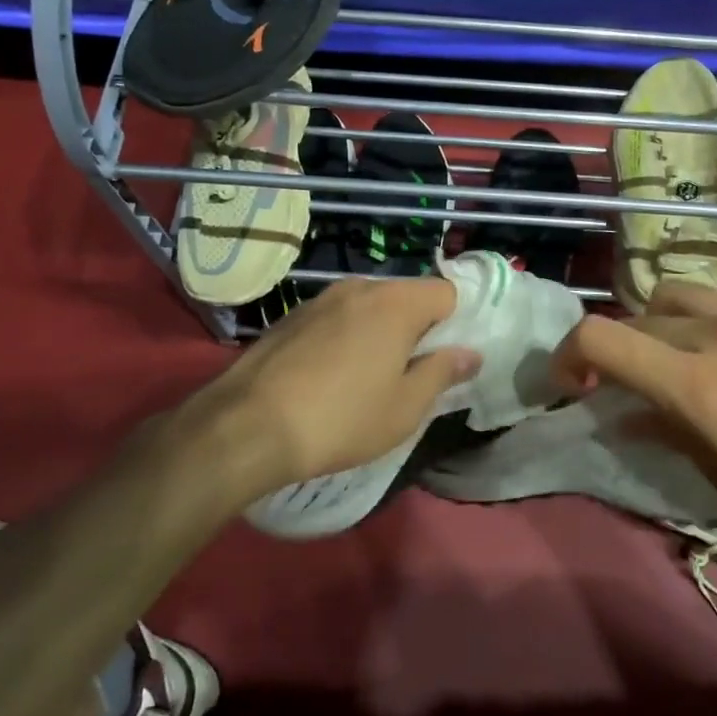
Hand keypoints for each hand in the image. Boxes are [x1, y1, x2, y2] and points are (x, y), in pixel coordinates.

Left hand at [184, 277, 479, 498]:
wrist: (246, 427)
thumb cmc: (341, 419)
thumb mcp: (405, 407)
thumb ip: (443, 373)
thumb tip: (470, 353)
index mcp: (395, 303)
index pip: (446, 292)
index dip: (455, 323)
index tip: (446, 359)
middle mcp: (359, 288)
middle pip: (406, 296)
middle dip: (417, 328)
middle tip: (410, 374)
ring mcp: (320, 299)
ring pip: (369, 306)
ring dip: (379, 332)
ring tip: (368, 378)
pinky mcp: (291, 316)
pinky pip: (336, 317)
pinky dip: (345, 337)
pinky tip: (329, 376)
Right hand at [550, 284, 716, 566]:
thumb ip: (676, 439)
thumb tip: (634, 419)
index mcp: (697, 383)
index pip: (601, 339)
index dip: (567, 355)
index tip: (569, 385)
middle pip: (637, 318)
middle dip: (615, 349)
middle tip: (624, 388)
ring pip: (677, 297)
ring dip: (657, 325)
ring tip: (678, 363)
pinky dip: (704, 324)